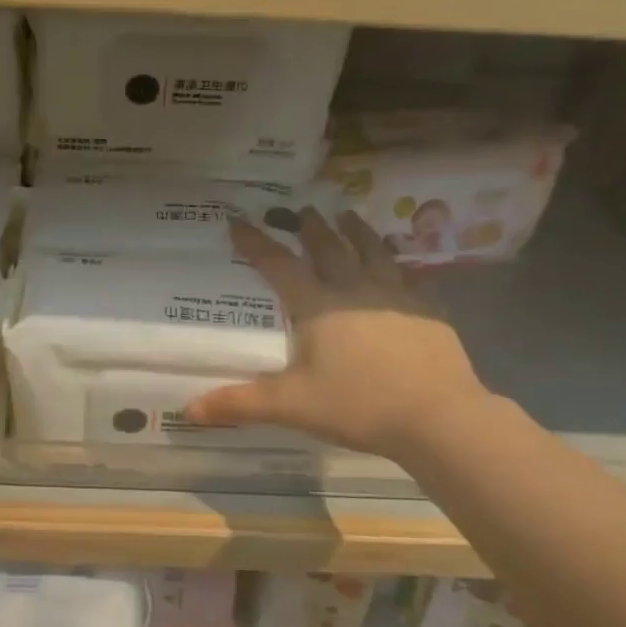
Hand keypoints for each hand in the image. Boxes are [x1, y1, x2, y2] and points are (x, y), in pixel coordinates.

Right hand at [185, 209, 490, 458]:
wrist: (437, 416)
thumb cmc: (358, 405)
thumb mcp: (292, 406)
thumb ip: (240, 403)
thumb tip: (188, 411)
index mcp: (318, 306)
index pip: (279, 265)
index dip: (256, 243)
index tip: (238, 220)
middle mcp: (355, 290)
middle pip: (329, 248)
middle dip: (311, 228)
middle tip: (303, 210)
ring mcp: (397, 296)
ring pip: (373, 252)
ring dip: (357, 231)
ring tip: (348, 215)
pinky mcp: (429, 311)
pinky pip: (412, 278)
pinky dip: (400, 266)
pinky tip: (404, 268)